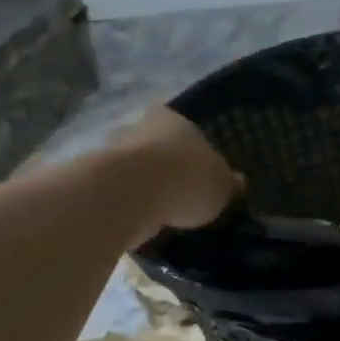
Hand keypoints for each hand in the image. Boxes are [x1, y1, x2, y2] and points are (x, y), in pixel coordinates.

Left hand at [109, 107, 243, 240]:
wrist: (132, 194)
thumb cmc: (186, 177)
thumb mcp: (222, 184)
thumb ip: (228, 183)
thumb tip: (238, 182)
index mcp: (172, 117)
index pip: (186, 129)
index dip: (196, 152)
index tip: (202, 174)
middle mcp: (140, 128)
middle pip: (159, 150)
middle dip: (169, 170)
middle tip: (185, 197)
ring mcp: (115, 154)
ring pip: (139, 172)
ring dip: (149, 190)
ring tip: (167, 215)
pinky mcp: (100, 183)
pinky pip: (125, 195)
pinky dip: (134, 207)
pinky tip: (147, 223)